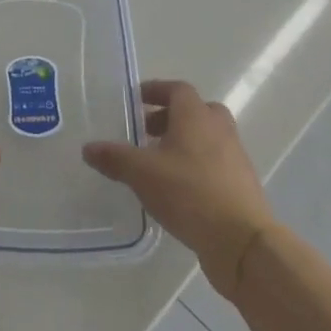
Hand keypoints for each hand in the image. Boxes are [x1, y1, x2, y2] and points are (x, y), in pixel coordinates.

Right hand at [83, 80, 275, 298]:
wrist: (242, 241)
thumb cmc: (189, 193)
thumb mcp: (141, 173)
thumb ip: (114, 157)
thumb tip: (88, 148)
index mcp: (196, 116)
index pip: (177, 89)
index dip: (155, 91)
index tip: (135, 101)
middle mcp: (219, 129)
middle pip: (196, 110)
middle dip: (170, 117)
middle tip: (147, 132)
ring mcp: (235, 157)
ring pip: (207, 138)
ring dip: (184, 142)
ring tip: (158, 163)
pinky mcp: (242, 185)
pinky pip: (215, 163)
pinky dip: (196, 166)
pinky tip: (178, 189)